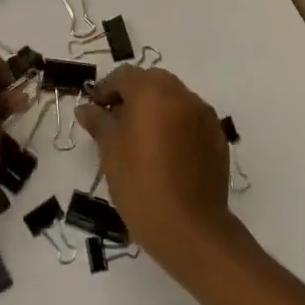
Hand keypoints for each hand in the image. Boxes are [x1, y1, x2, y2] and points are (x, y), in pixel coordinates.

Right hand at [76, 65, 235, 263]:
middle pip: (152, 81)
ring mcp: (203, 115)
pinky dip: (176, 124)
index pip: (124, 75)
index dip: (106, 89)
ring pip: (174, 98)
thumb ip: (99, 122)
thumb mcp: (110, 152)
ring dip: (156, 107)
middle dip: (133, 94)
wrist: (190, 229)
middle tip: (117, 120)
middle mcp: (181, 94)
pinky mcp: (217, 137)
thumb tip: (87, 108)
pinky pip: (191, 118)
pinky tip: (166, 152)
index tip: (95, 110)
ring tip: (142, 137)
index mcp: (152, 92)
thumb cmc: (141, 185)